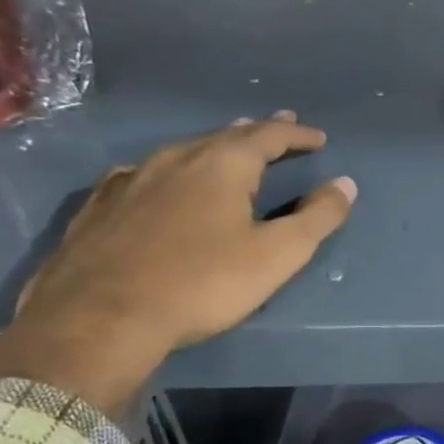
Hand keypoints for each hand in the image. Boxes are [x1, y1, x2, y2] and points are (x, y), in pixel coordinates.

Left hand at [0, 112, 355, 415]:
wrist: (98, 319)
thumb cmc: (202, 284)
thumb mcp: (277, 256)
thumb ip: (317, 218)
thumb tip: (345, 184)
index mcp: (221, 166)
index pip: (268, 136)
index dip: (297, 134)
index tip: (318, 138)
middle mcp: (174, 160)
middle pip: (224, 136)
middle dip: (257, 131)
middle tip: (279, 125)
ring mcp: (130, 180)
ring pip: (182, 151)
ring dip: (214, 146)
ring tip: (228, 146)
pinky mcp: (99, 207)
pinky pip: (144, 173)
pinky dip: (170, 170)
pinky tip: (161, 180)